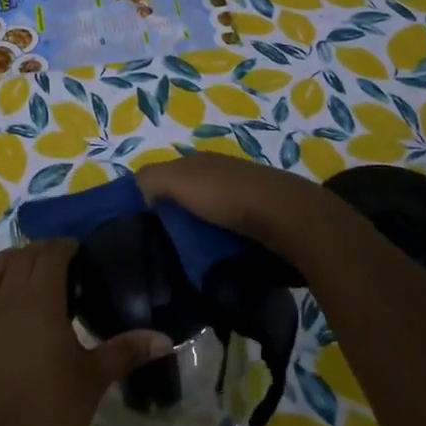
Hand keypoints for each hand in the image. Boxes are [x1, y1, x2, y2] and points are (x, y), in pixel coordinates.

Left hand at [0, 239, 172, 425]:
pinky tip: (1, 296)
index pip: (51, 255)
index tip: (82, 253)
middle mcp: (6, 298)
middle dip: (43, 252)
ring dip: (16, 261)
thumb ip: (127, 350)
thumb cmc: (54, 410)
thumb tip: (165, 339)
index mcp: (40, 301)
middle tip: (64, 263)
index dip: (66, 247)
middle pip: (23, 256)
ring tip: (33, 273)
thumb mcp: (95, 377)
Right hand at [134, 153, 334, 250]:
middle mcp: (221, 175)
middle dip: (173, 218)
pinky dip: (219, 245)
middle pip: (187, 197)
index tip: (137, 226)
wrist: (288, 219)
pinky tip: (212, 262)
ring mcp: (244, 199)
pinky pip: (229, 234)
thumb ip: (151, 178)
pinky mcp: (261, 223)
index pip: (166, 175)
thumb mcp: (178, 179)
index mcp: (200, 162)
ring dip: (197, 235)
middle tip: (157, 248)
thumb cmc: (227, 196)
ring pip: (208, 217)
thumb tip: (139, 193)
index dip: (149, 196)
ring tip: (182, 261)